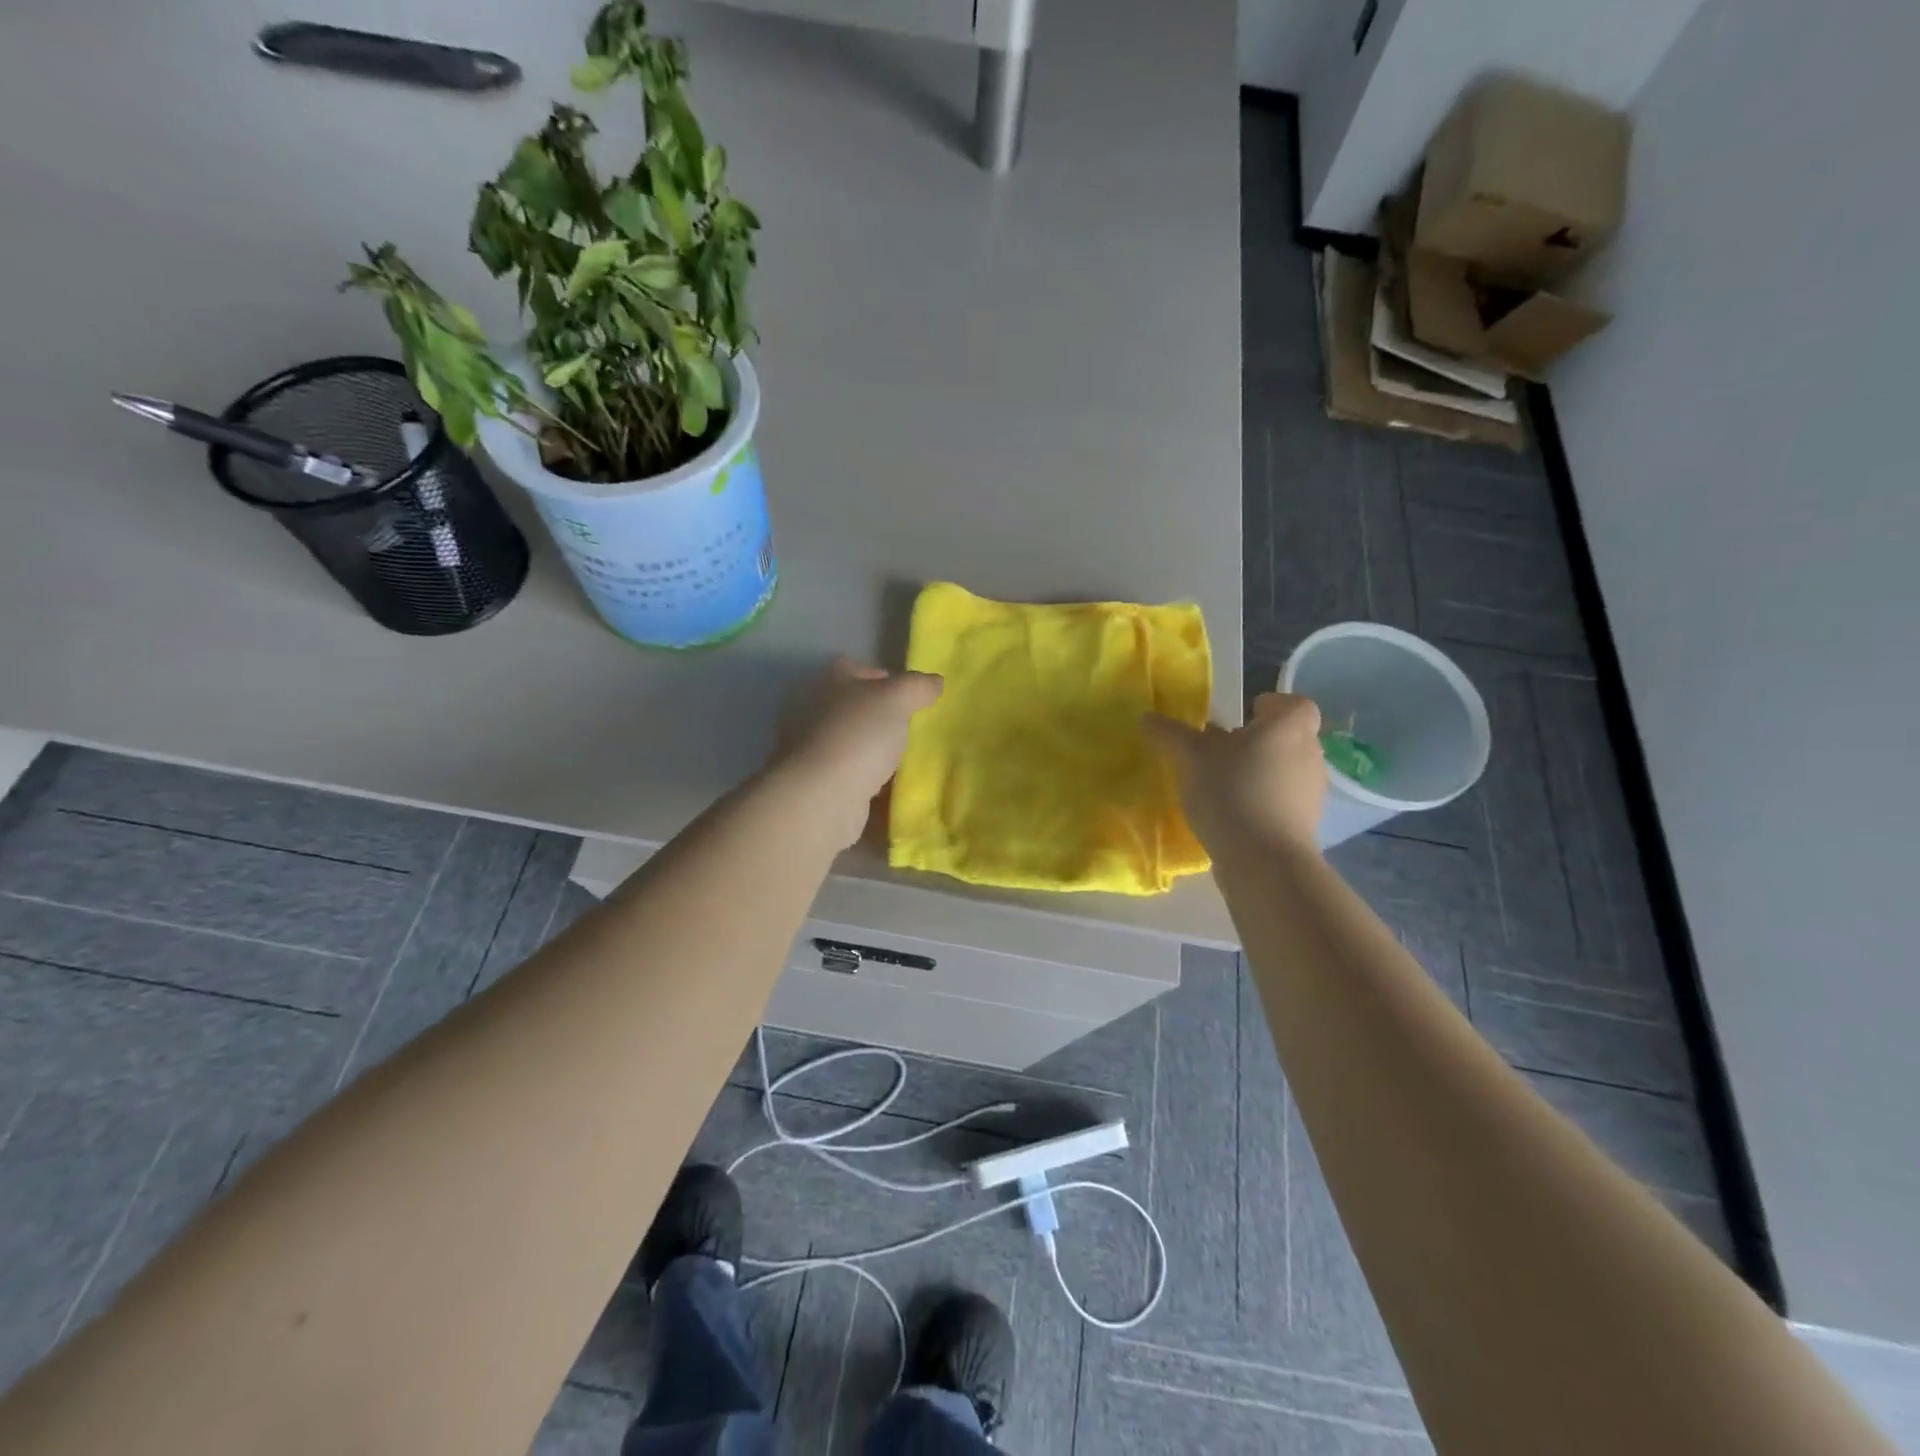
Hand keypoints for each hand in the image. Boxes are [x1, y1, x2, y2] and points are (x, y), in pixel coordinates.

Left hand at [772, 657, 943, 846]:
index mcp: (830, 685)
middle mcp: (817, 714)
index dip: (880, 675)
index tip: (908, 693)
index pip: (853, 669)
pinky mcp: (823, 786)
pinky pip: (854, 778)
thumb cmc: (857, 735)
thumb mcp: (896, 698)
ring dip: (877, 751)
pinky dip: (872, 782)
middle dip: (881, 717)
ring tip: (909, 759)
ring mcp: (817, 752)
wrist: (823, 797)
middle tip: (914, 727)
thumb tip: (935, 682)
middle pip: (854, 708)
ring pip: (854, 744)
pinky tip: (895, 789)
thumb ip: (917, 687)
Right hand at [1145, 691, 1327, 854]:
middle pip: (1284, 737)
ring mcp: (1313, 790)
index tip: (1236, 721)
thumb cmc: (1231, 792)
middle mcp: (1310, 752)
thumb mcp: (1189, 757)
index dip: (1264, 707)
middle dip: (1254, 742)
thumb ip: (1169, 733)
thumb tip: (1147, 716)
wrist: (1264, 861)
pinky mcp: (1307, 823)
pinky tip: (1232, 816)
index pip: (1289, 703)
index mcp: (1290, 725)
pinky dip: (1262, 802)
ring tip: (1220, 787)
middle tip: (1218, 753)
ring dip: (1257, 773)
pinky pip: (1283, 801)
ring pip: (1284, 769)